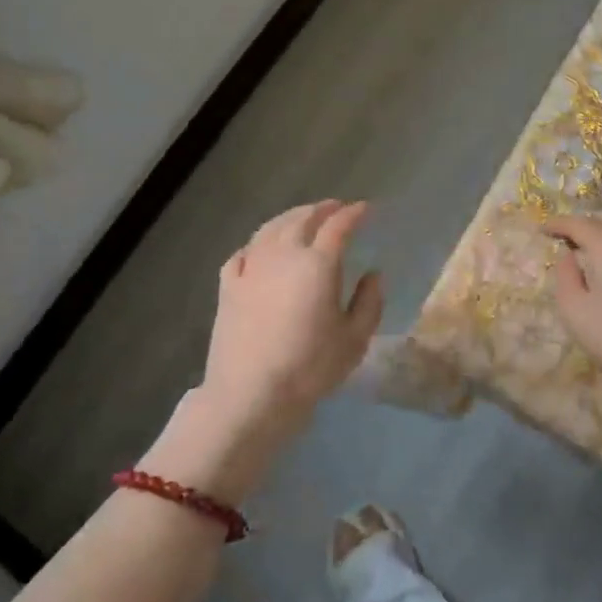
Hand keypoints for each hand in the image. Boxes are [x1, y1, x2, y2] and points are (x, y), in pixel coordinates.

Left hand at [149, 200, 382, 502]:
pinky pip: (243, 253)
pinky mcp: (228, 286)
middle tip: (336, 207)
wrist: (251, 394)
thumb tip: (374, 274)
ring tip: (302, 218)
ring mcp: (251, 268)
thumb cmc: (310, 367)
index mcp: (318, 264)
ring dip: (290, 217)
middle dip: (322, 209)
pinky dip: (257, 243)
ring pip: (270, 229)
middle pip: (302, 219)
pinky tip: (260, 248)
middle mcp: (283, 255)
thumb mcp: (354, 339)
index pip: (339, 226)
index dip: (354, 213)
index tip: (366, 209)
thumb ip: (369, 302)